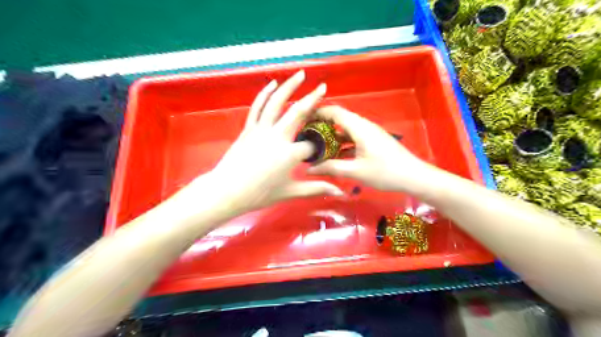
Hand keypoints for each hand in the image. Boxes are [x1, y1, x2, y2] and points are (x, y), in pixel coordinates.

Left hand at [200, 71, 342, 212]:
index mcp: (291, 153)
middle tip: (322, 87)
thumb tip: (340, 192)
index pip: (311, 146)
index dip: (317, 148)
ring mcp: (261, 129)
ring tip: (300, 75)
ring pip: (277, 103)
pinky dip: (265, 94)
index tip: (319, 152)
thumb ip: (316, 189)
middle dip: (312, 99)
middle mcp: (278, 136)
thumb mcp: (290, 192)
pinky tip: (273, 84)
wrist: (227, 191)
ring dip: (289, 87)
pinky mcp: (248, 128)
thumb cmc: (259, 194)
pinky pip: (257, 107)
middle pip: (298, 112)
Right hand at [309, 105, 431, 193]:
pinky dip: (342, 144)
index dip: (317, 112)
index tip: (302, 120)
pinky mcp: (374, 141)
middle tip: (307, 135)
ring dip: (332, 136)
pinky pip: (354, 138)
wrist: (414, 177)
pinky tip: (335, 156)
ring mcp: (370, 133)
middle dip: (322, 125)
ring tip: (317, 146)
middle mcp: (364, 126)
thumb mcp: (355, 171)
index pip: (335, 112)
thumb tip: (309, 169)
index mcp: (359, 127)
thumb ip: (331, 168)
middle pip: (340, 119)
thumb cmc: (385, 172)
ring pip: (346, 130)